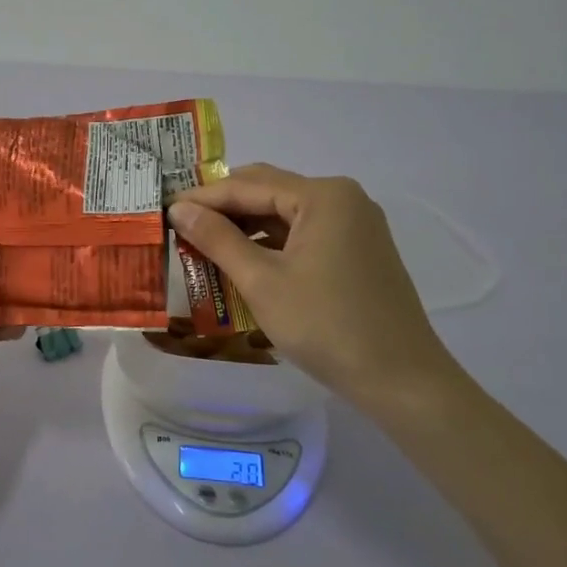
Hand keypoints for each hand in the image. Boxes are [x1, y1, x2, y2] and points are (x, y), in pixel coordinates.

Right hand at [167, 164, 455, 403]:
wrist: (402, 381)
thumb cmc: (327, 326)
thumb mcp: (261, 282)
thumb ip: (217, 239)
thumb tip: (179, 209)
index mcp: (323, 195)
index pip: (248, 185)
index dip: (202, 198)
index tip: (163, 210)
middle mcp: (342, 198)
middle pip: (268, 191)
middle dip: (223, 207)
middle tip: (180, 223)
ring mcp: (354, 224)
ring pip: (285, 213)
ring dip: (245, 226)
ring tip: (202, 243)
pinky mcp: (358, 250)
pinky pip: (303, 234)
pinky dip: (270, 244)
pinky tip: (242, 261)